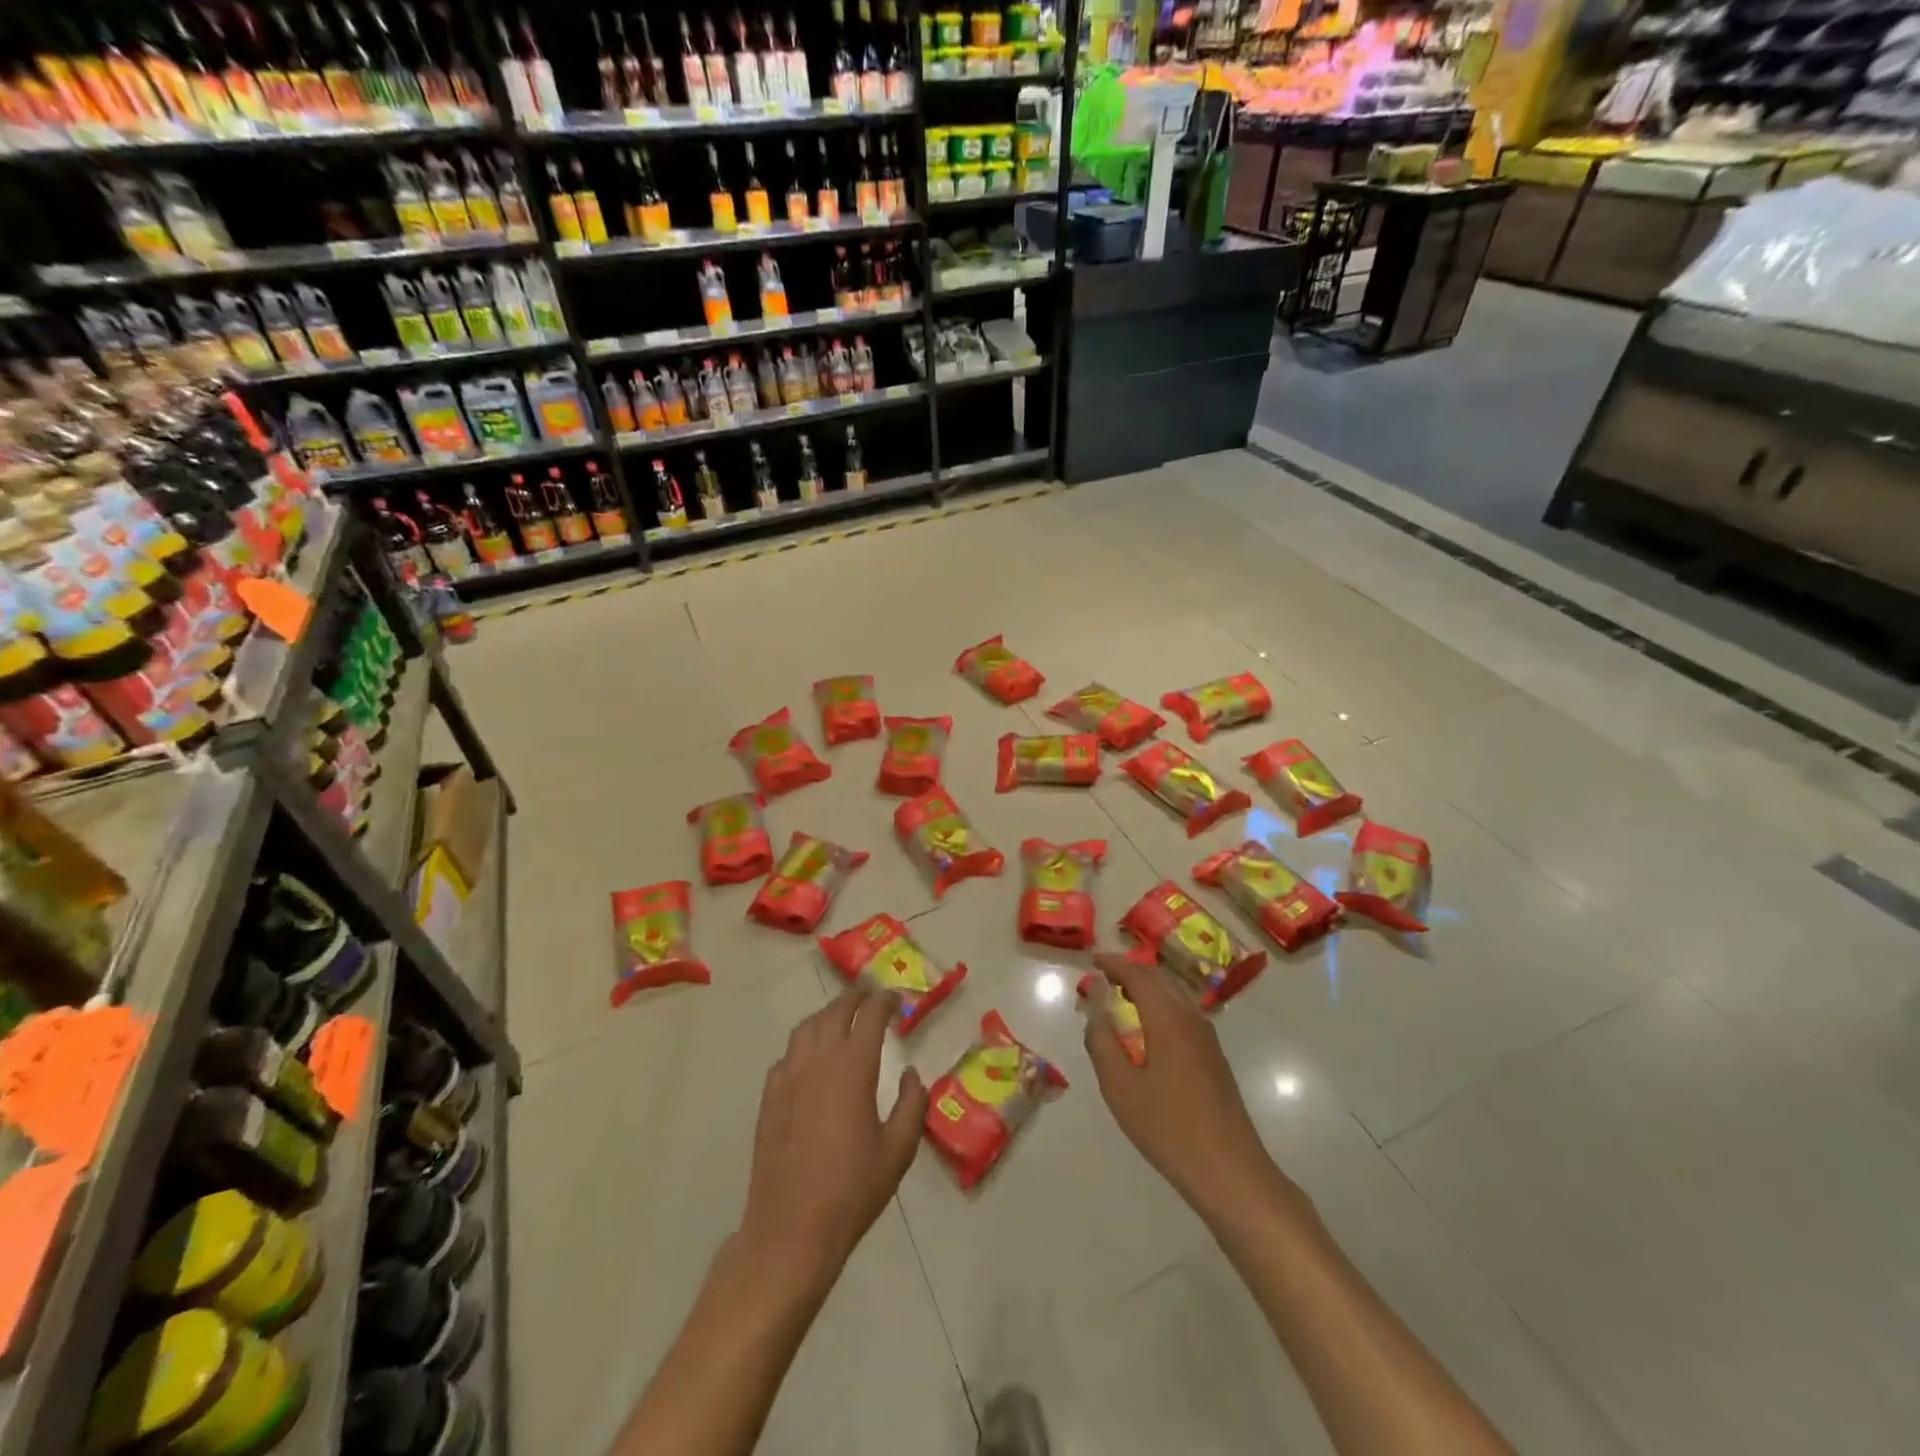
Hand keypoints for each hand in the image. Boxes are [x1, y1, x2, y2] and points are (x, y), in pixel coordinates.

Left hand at [736, 989, 927, 1296]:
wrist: (790, 1230)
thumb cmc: (852, 1191)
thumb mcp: (898, 1151)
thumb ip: (912, 1105)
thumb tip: (911, 1074)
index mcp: (852, 1068)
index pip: (869, 1015)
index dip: (885, 1001)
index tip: (896, 999)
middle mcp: (817, 1061)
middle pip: (835, 1011)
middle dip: (855, 998)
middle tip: (871, 999)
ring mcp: (788, 1077)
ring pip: (806, 1027)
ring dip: (827, 1015)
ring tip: (842, 1019)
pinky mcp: (769, 1098)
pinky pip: (787, 1055)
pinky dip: (804, 1044)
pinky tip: (812, 1060)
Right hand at [1082, 953, 1293, 1227]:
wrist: (1229, 1170)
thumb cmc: (1168, 1127)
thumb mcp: (1120, 1087)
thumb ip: (1102, 1041)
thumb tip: (1095, 1006)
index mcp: (1168, 1018)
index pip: (1139, 975)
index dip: (1114, 964)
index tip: (1092, 961)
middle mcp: (1191, 1018)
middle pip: (1160, 979)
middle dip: (1130, 973)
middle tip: (1102, 980)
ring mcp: (1207, 1038)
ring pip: (1174, 995)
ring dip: (1147, 989)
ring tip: (1120, 1000)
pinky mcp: (1214, 1057)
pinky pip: (1183, 1014)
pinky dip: (1160, 1007)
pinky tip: (1147, 1032)